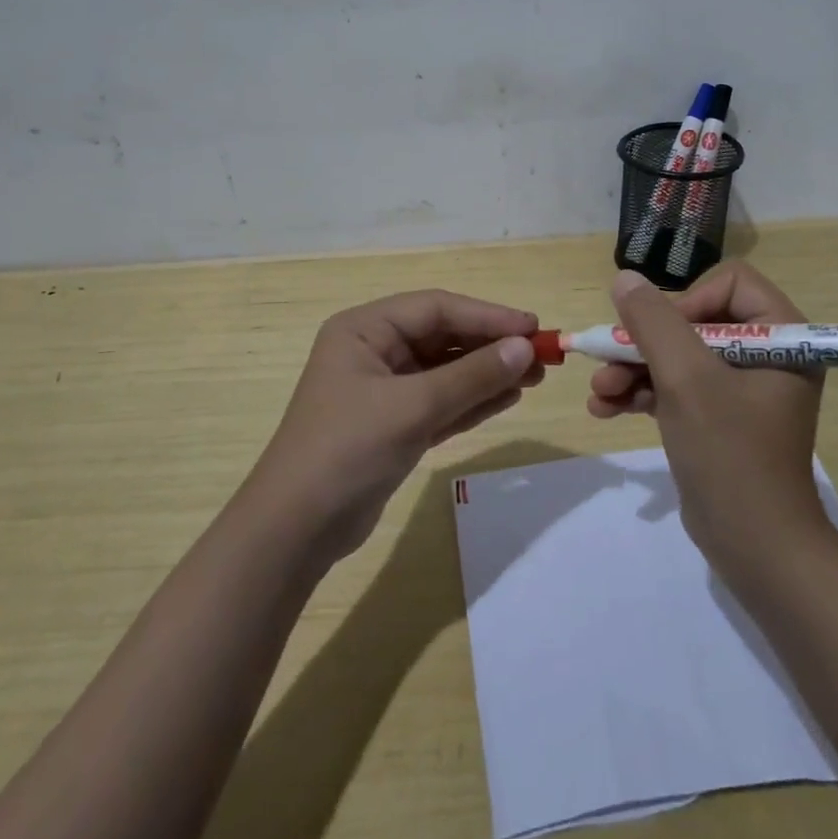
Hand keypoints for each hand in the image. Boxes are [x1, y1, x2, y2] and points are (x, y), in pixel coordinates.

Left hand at [242, 290, 540, 564]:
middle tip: (541, 355)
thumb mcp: (412, 407)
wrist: (296, 530)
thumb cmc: (347, 450)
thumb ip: (471, 376)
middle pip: (443, 336)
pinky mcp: (394, 424)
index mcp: (364, 329)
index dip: (487, 315)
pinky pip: (442, 401)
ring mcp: (384, 389)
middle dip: (491, 346)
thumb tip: (525, 348)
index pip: (436, 308)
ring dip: (488, 373)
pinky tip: (509, 398)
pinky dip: (473, 400)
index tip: (533, 328)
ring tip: (535, 376)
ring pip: (446, 371)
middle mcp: (373, 351)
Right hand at [588, 264, 830, 571]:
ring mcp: (741, 389)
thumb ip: (653, 322)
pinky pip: (677, 388)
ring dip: (634, 369)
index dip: (687, 301)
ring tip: (598, 392)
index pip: (730, 284)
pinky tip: (605, 408)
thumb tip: (625, 278)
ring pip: (678, 356)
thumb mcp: (686, 380)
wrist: (755, 549)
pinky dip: (642, 393)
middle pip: (695, 320)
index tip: (658, 333)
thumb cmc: (730, 454)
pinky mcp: (719, 418)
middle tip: (606, 361)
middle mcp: (766, 355)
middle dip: (645, 343)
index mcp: (783, 337)